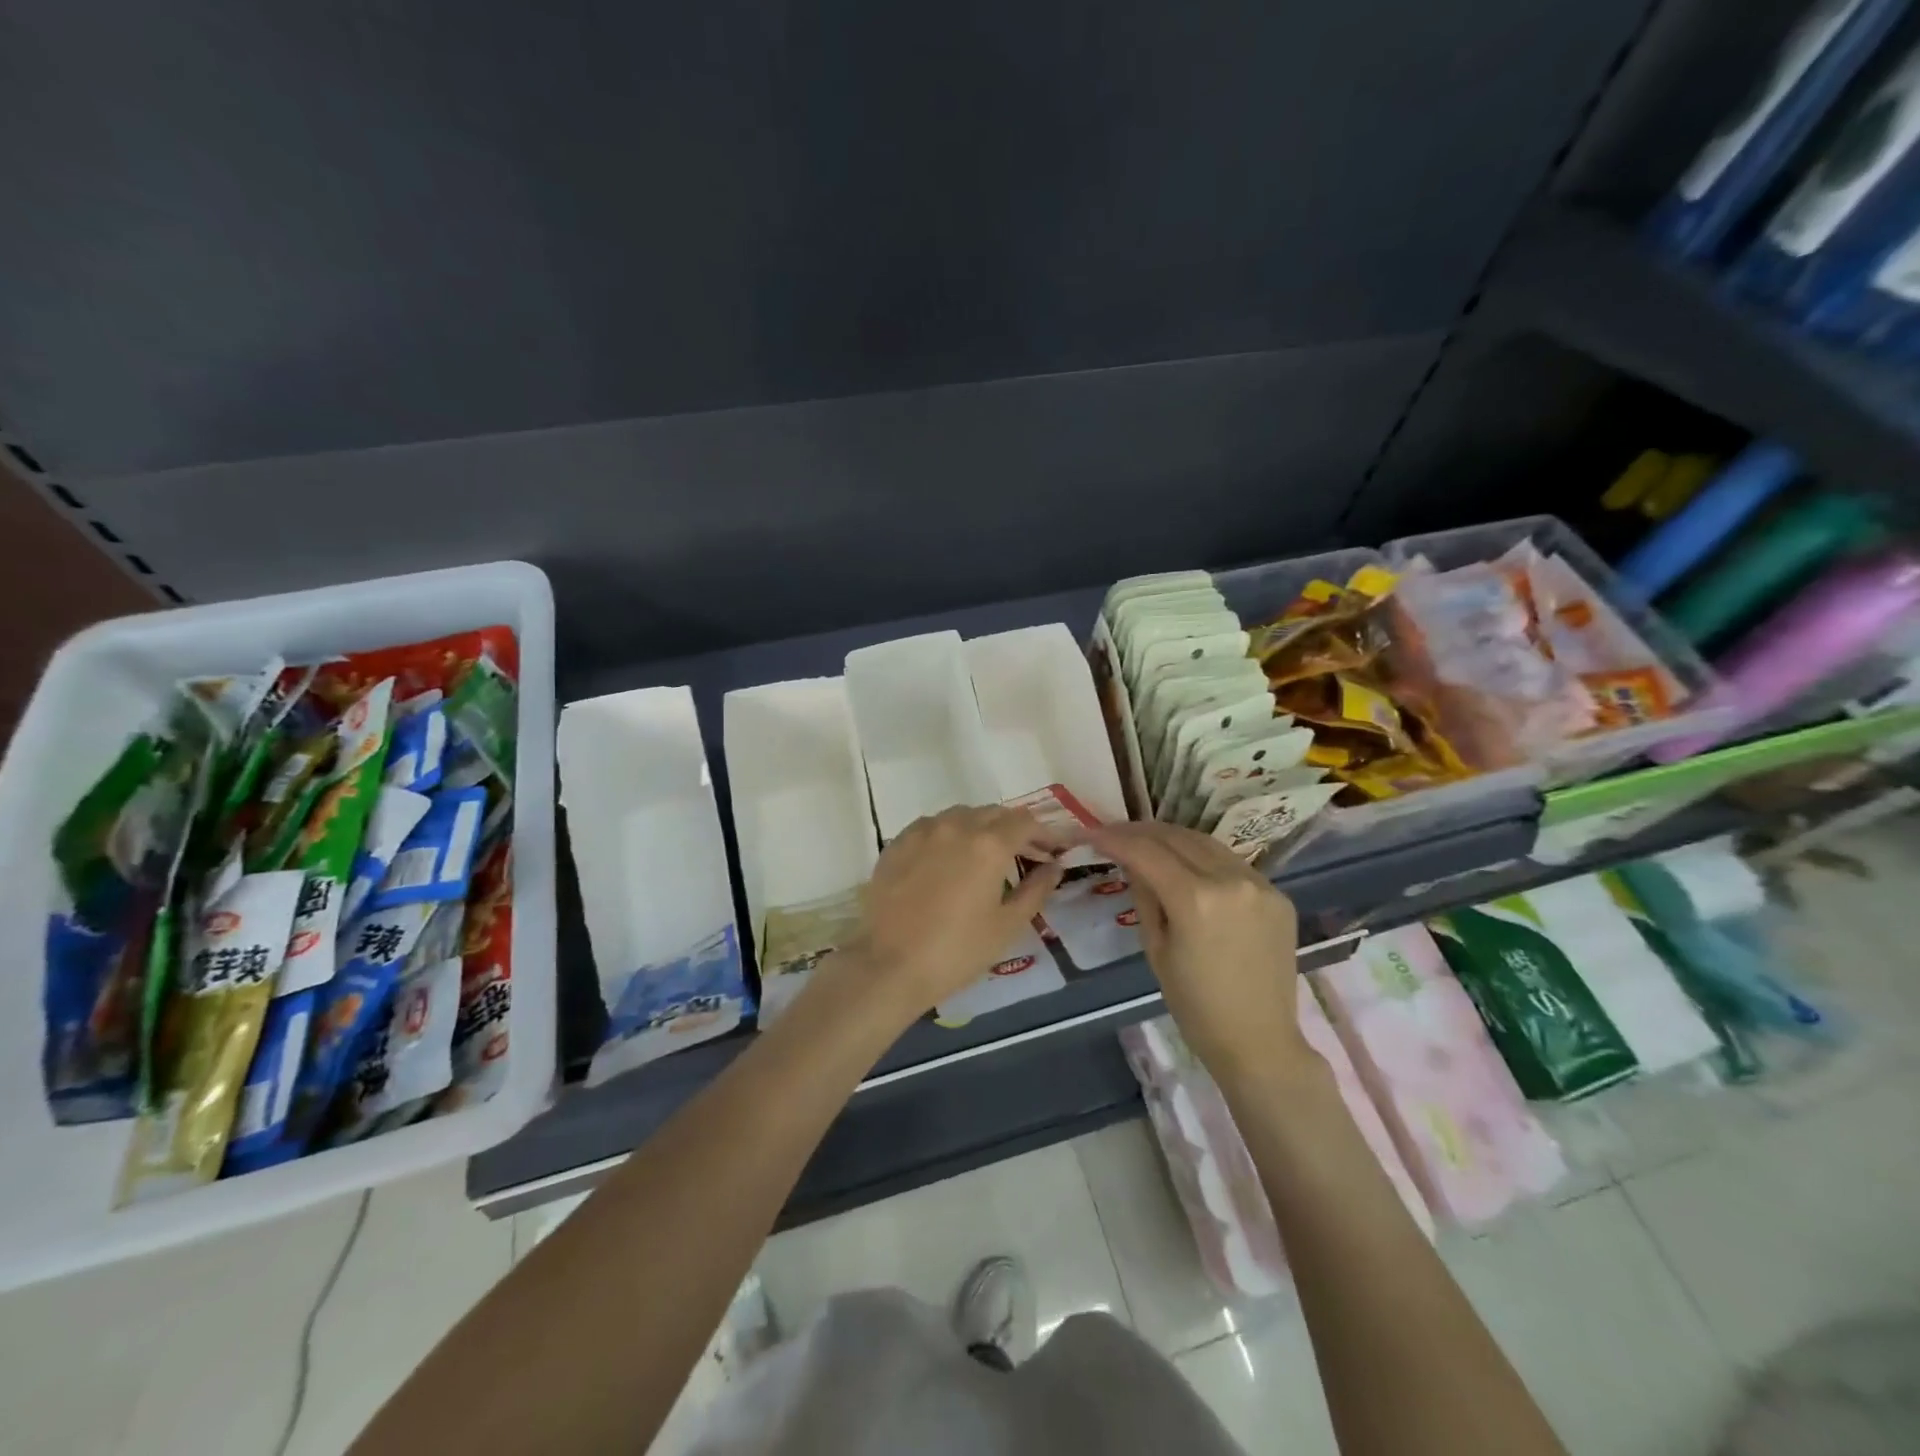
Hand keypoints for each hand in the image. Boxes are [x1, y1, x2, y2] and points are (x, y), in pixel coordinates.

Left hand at [813, 806, 1065, 1033]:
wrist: (889, 965)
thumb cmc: (957, 950)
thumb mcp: (1007, 925)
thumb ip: (1036, 889)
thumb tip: (1054, 866)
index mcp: (988, 844)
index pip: (1026, 822)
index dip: (1046, 833)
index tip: (1055, 850)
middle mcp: (956, 825)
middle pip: (994, 814)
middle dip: (1016, 830)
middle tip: (1028, 855)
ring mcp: (922, 831)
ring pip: (961, 816)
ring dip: (982, 828)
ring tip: (988, 856)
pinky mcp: (897, 843)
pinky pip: (932, 827)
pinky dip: (950, 835)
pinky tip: (950, 859)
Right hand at [1087, 821, 1310, 1082]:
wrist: (1259, 1040)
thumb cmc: (1195, 1005)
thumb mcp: (1155, 949)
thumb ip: (1144, 896)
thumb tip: (1133, 862)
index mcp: (1195, 900)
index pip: (1146, 852)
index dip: (1115, 839)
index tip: (1092, 834)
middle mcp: (1230, 880)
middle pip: (1176, 837)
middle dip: (1140, 831)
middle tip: (1114, 832)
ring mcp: (1259, 884)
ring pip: (1206, 842)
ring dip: (1172, 837)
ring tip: (1146, 840)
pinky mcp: (1277, 894)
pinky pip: (1231, 862)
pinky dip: (1203, 856)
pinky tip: (1186, 863)